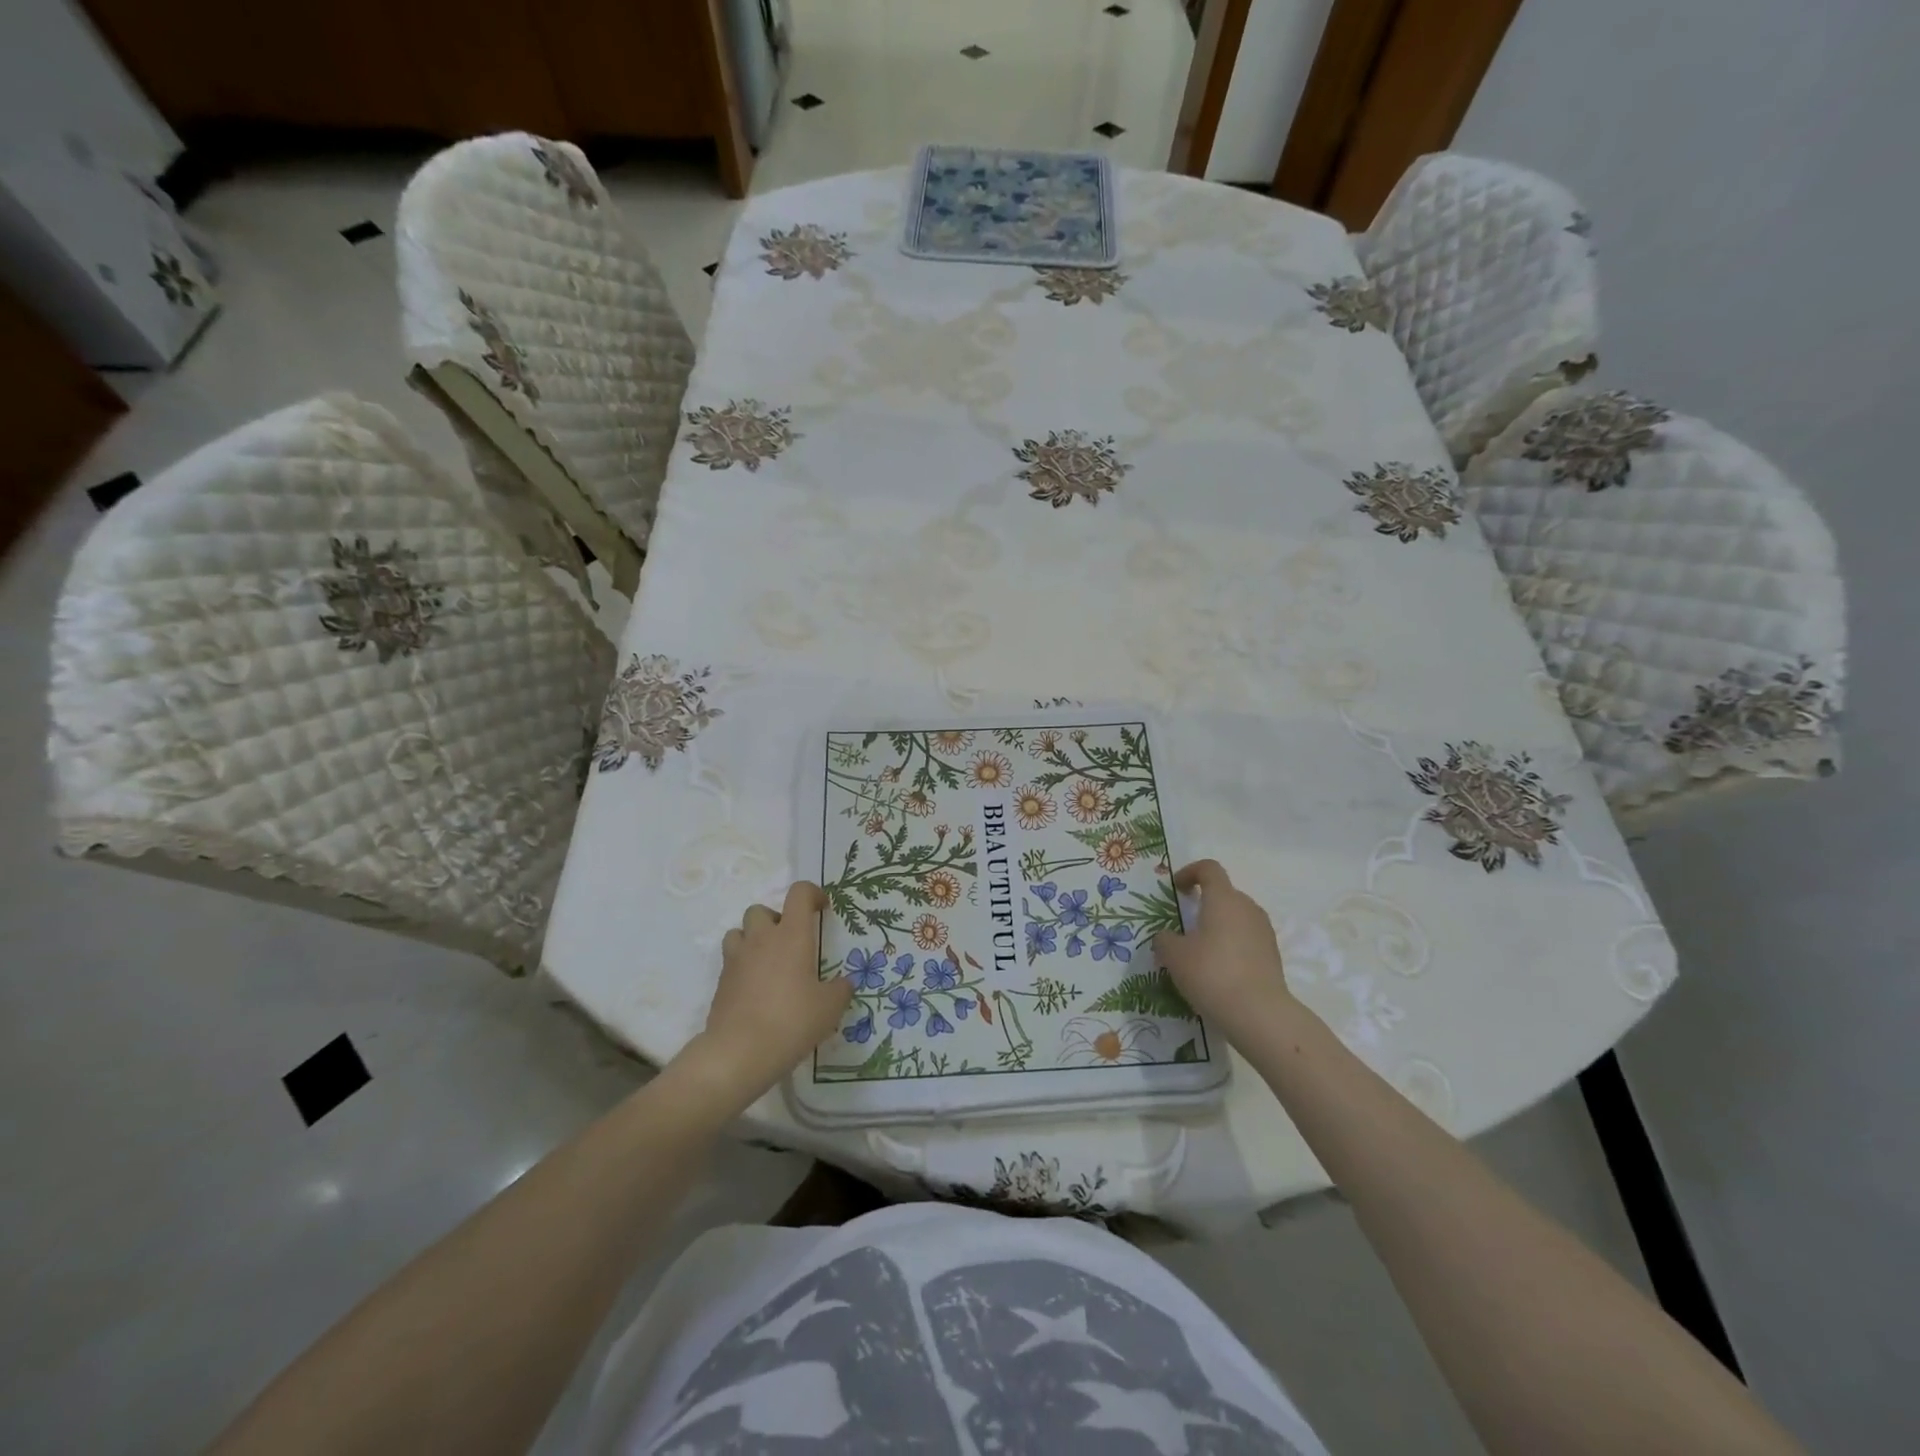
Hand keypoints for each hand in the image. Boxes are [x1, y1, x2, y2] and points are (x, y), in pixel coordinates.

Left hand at [687, 882, 852, 1099]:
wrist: (739, 1052)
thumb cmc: (792, 1021)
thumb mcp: (829, 1007)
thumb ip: (840, 990)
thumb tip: (844, 983)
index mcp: (792, 935)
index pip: (799, 893)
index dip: (813, 894)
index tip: (823, 909)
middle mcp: (761, 939)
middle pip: (761, 910)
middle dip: (776, 919)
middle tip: (791, 943)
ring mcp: (737, 959)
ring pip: (739, 932)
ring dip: (753, 939)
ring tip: (768, 963)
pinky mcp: (721, 982)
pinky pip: (731, 961)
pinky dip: (743, 966)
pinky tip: (756, 990)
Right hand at [1152, 860, 1296, 1029]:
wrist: (1259, 1014)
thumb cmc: (1211, 973)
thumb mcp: (1174, 956)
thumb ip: (1164, 939)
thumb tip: (1167, 937)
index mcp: (1223, 899)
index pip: (1209, 868)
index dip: (1190, 872)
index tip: (1176, 889)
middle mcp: (1247, 907)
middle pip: (1224, 893)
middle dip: (1204, 903)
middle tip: (1185, 926)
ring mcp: (1264, 931)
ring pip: (1236, 917)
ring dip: (1218, 926)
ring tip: (1201, 951)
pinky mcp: (1273, 954)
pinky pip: (1247, 939)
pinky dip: (1232, 945)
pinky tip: (1219, 970)